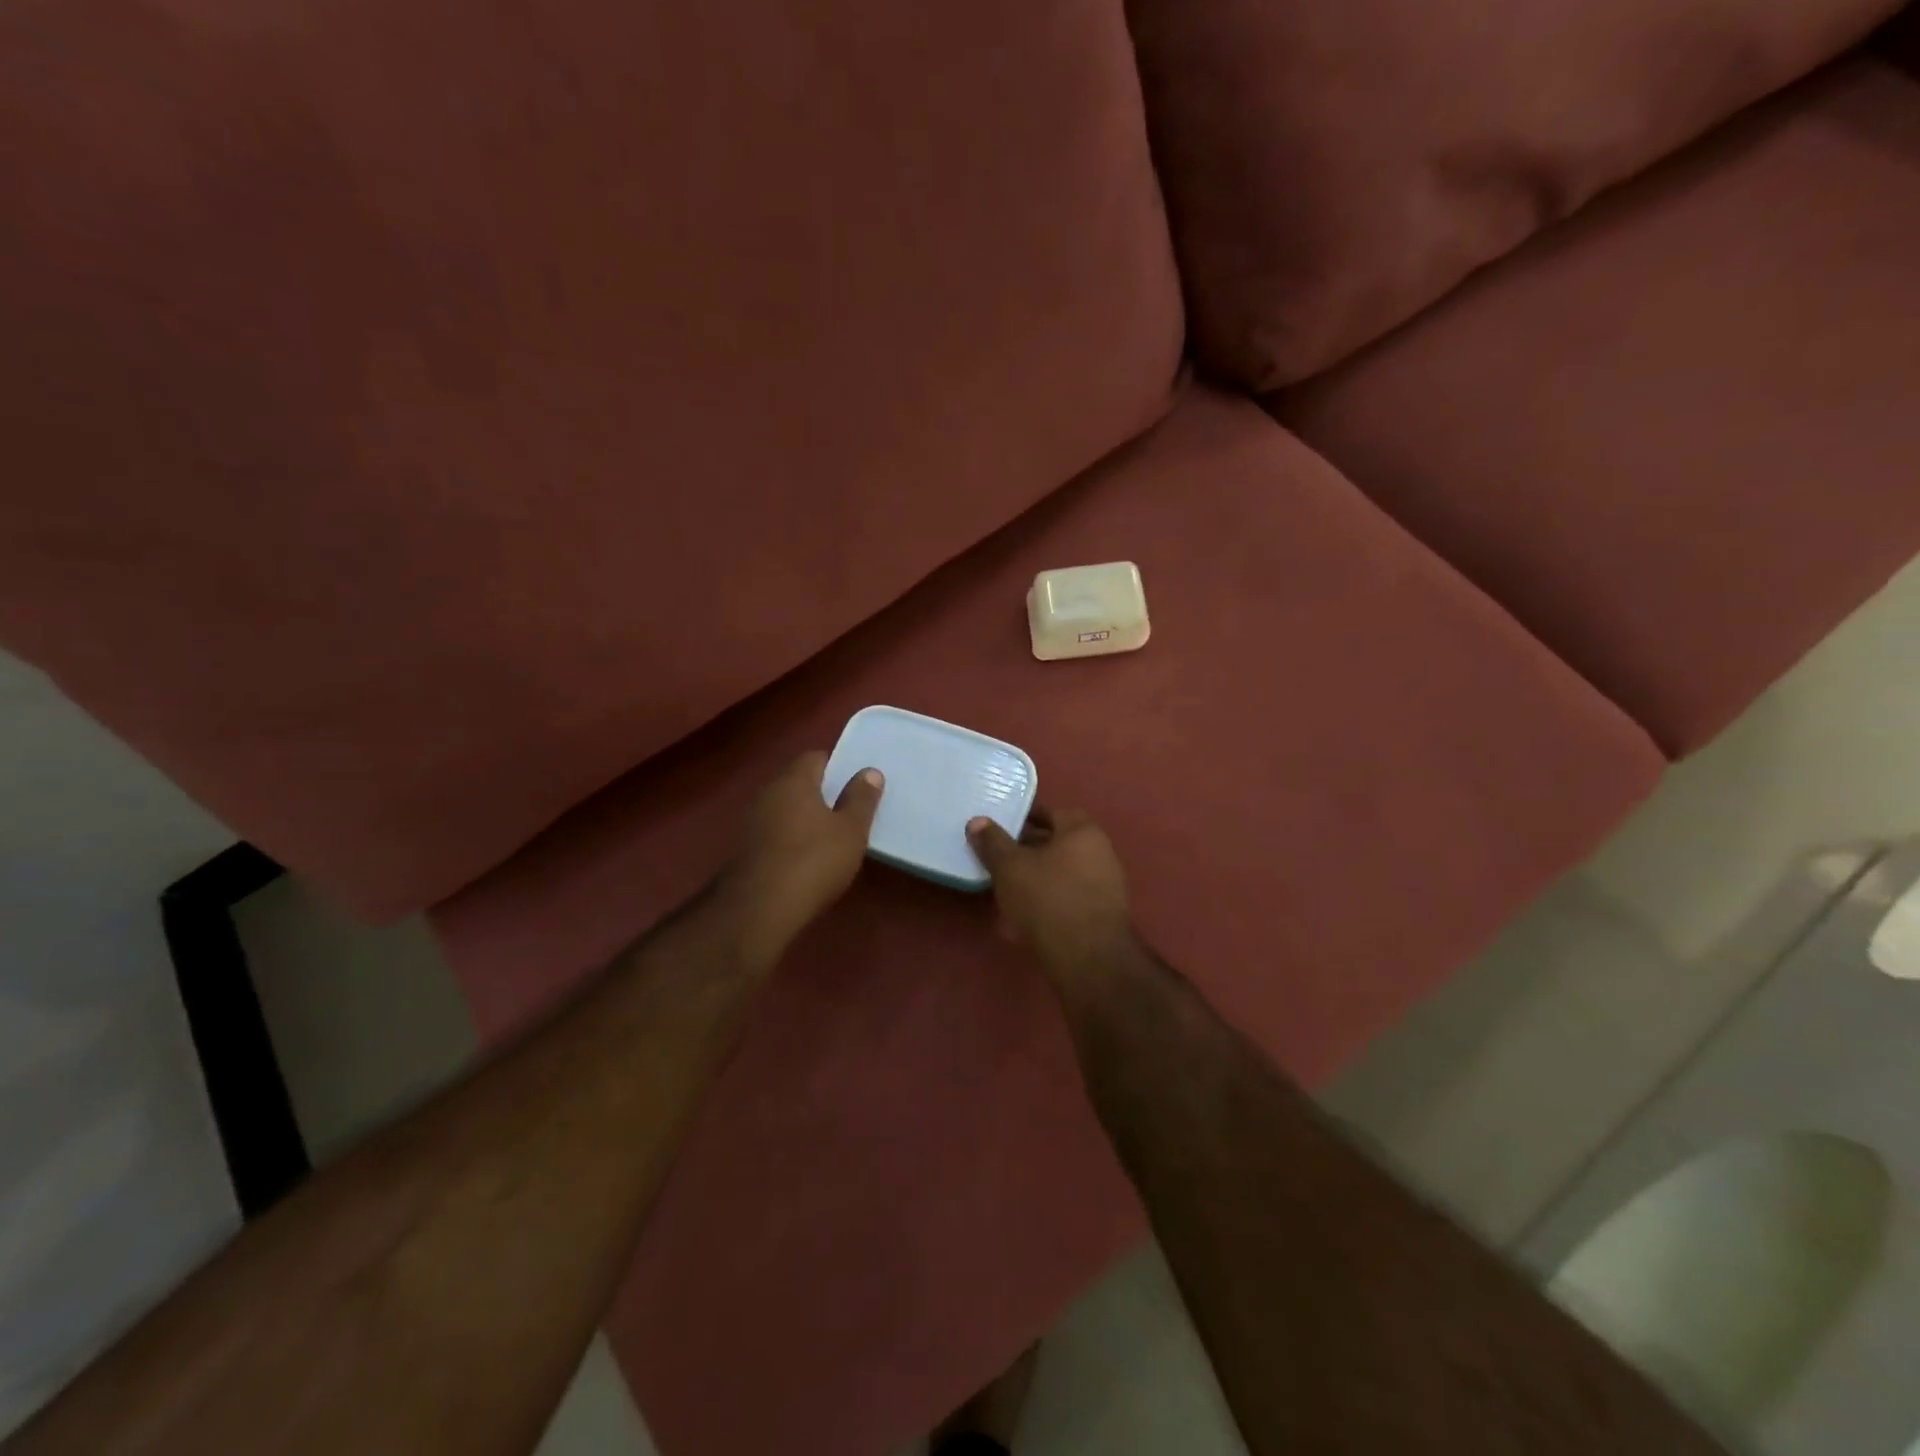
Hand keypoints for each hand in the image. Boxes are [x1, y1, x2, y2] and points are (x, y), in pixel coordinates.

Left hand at [718, 752, 883, 970]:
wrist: (758, 910)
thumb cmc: (812, 861)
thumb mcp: (851, 830)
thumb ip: (861, 799)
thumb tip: (870, 772)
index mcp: (794, 780)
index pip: (815, 757)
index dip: (836, 766)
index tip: (856, 783)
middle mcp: (768, 793)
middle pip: (797, 782)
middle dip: (821, 792)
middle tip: (848, 809)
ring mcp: (751, 822)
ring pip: (784, 809)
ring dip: (804, 818)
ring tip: (831, 836)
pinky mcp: (744, 850)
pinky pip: (774, 833)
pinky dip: (790, 839)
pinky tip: (806, 859)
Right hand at [966, 807, 1135, 975]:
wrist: (1088, 957)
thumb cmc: (1047, 898)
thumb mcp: (1010, 867)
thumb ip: (993, 842)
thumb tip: (977, 821)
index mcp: (1082, 831)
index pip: (1052, 813)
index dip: (1025, 818)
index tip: (1003, 828)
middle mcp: (1101, 852)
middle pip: (1059, 844)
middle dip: (1029, 851)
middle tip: (1000, 860)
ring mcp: (1106, 885)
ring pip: (1063, 873)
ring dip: (1037, 878)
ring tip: (1007, 890)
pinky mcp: (1103, 916)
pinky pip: (1069, 899)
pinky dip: (1048, 902)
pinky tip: (1025, 919)